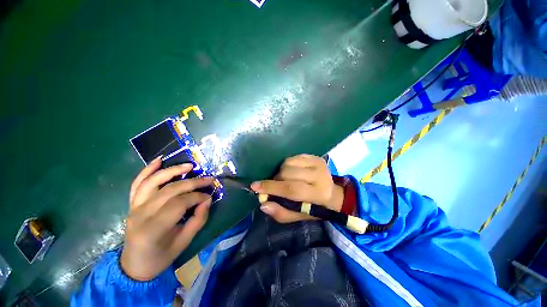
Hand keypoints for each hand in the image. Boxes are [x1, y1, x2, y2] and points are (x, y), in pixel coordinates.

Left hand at [121, 157, 213, 280]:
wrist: (134, 265)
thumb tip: (207, 199)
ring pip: (153, 181)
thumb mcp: (185, 242)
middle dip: (193, 182)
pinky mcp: (132, 203)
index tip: (209, 196)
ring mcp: (134, 207)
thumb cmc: (161, 256)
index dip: (197, 197)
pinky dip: (147, 170)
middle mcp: (141, 214)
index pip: (179, 203)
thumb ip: (198, 219)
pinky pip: (138, 183)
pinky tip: (159, 160)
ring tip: (190, 166)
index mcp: (153, 229)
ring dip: (173, 170)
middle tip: (209, 179)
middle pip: (170, 190)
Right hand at [250, 154, 343, 222]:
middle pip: (287, 173)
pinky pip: (293, 157)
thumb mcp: (300, 215)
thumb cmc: (315, 207)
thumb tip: (263, 204)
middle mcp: (319, 175)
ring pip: (288, 163)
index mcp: (318, 194)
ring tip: (285, 179)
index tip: (255, 186)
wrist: (333, 193)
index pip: (291, 189)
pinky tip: (292, 172)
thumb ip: (282, 213)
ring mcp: (318, 163)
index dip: (272, 187)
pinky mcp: (315, 156)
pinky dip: (287, 165)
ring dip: (281, 172)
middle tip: (276, 186)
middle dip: (276, 180)